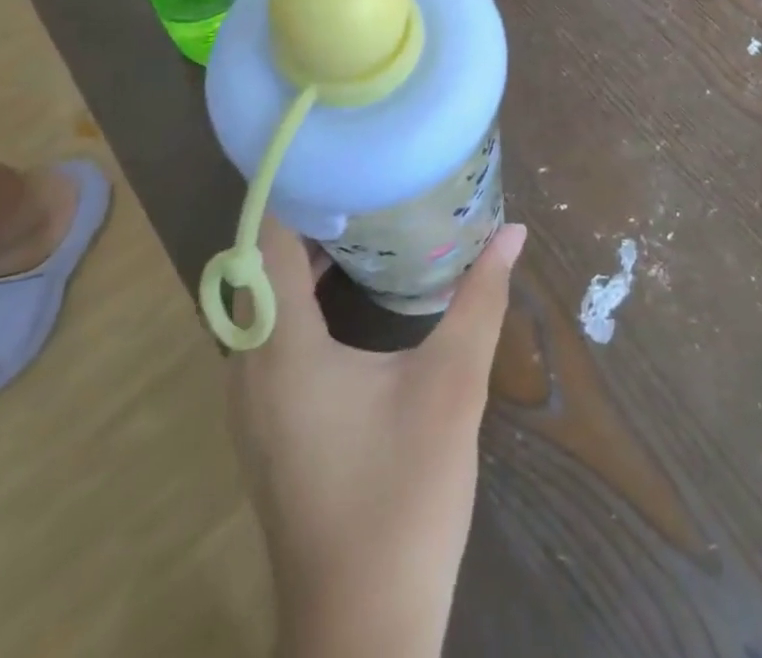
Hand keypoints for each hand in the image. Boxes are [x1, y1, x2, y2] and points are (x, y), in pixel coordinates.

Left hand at [226, 217, 527, 657]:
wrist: (364, 631)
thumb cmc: (404, 498)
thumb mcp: (452, 388)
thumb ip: (480, 301)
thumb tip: (513, 232)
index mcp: (281, 353)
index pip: (268, 243)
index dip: (295, 190)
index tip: (335, 150)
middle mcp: (248, 370)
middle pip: (258, 266)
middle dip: (303, 214)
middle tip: (358, 174)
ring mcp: (250, 405)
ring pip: (260, 303)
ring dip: (300, 256)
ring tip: (358, 214)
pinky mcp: (265, 426)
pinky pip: (268, 335)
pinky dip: (299, 297)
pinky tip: (348, 289)